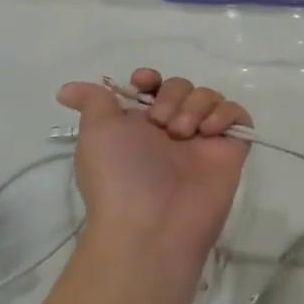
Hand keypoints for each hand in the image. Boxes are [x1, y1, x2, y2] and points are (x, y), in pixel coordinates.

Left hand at [55, 70, 249, 278]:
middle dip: (173, 95)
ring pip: (210, 96)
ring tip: (184, 133)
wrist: (152, 223)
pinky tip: (209, 132)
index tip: (144, 84)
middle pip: (183, 86)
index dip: (150, 80)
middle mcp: (172, 130)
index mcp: (140, 126)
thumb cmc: (119, 175)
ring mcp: (203, 140)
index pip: (154, 87)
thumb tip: (64, 89)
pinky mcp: (231, 150)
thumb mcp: (96, 133)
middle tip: (162, 124)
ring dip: (196, 105)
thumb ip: (93, 102)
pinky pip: (238, 116)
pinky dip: (225, 114)